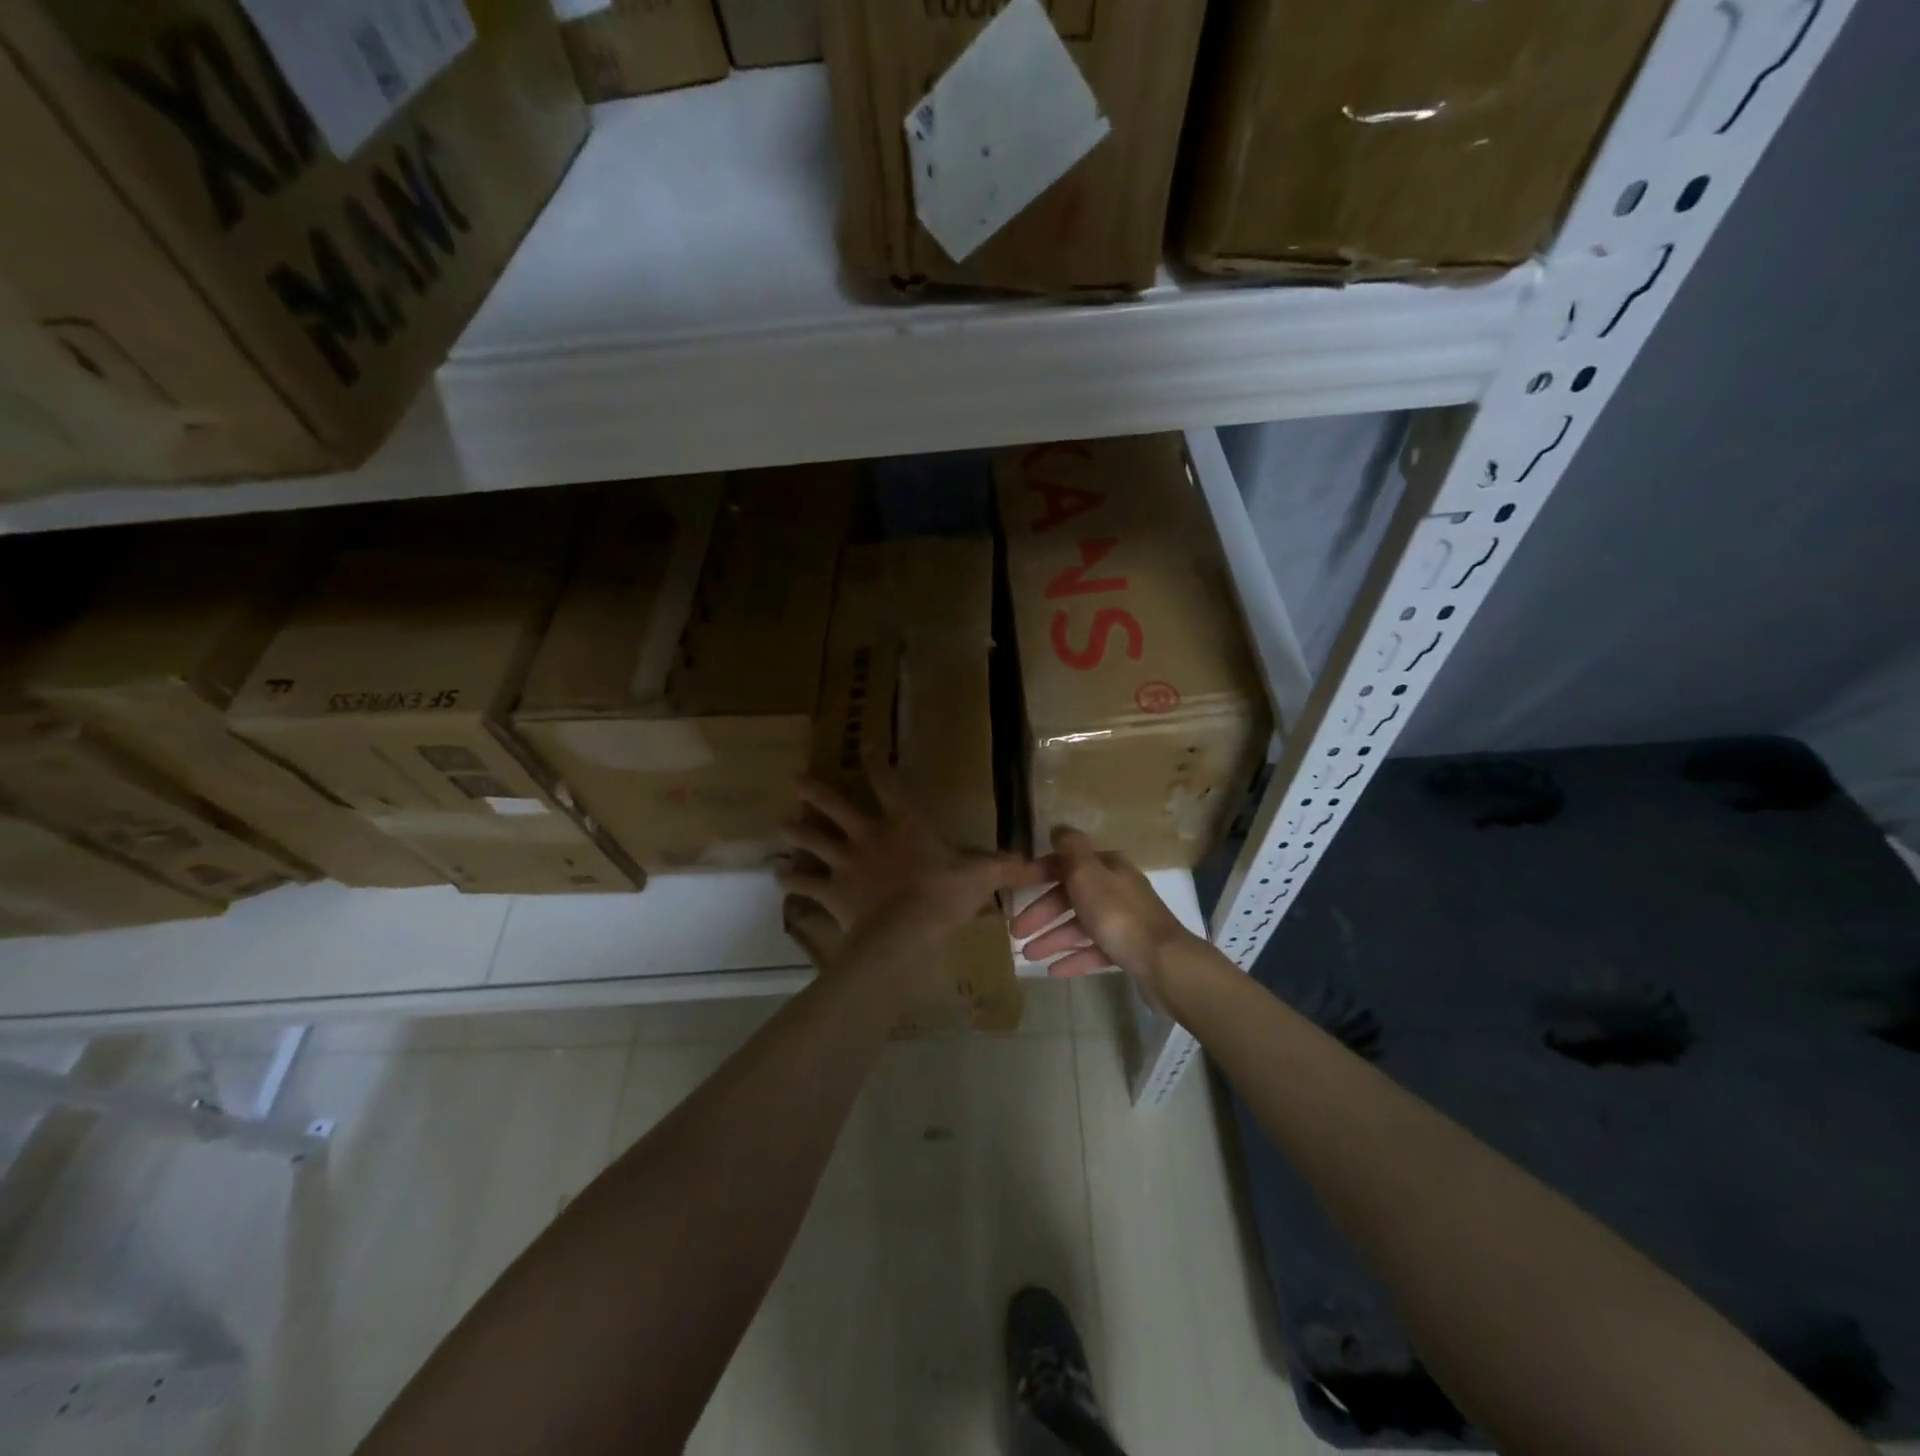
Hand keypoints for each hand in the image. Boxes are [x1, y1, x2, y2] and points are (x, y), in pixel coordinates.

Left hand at [778, 756, 1044, 998]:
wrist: (904, 931)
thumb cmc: (943, 894)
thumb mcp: (981, 876)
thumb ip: (1008, 867)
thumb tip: (1045, 864)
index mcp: (903, 823)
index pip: (887, 783)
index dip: (875, 762)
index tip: (864, 744)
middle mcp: (868, 835)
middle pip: (836, 806)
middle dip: (816, 792)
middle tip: (796, 779)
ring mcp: (845, 863)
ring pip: (814, 840)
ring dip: (797, 832)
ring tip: (781, 824)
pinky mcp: (832, 891)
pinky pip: (806, 884)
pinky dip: (792, 881)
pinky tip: (780, 877)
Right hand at [1010, 828, 1200, 1008]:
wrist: (1163, 962)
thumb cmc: (1118, 914)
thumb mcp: (1088, 874)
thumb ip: (1071, 849)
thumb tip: (1058, 827)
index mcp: (1108, 867)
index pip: (1066, 865)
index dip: (1038, 876)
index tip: (1014, 893)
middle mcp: (1117, 889)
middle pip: (1071, 897)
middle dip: (1042, 914)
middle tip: (1016, 932)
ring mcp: (1125, 921)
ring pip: (1081, 925)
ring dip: (1053, 939)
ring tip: (1028, 956)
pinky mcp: (1129, 949)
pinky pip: (1095, 950)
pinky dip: (1074, 957)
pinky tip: (1053, 970)